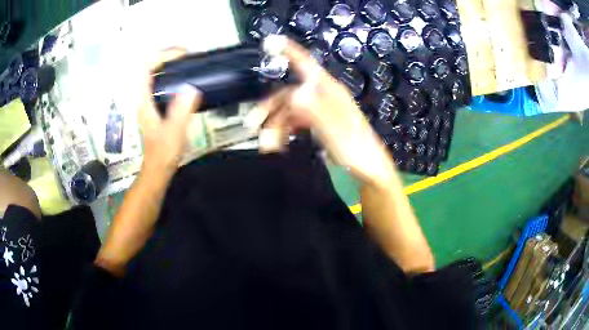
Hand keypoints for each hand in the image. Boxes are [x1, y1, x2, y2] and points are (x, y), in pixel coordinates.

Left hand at [138, 48, 201, 176]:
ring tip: (188, 62)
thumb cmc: (164, 152)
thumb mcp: (174, 132)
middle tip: (188, 56)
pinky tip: (185, 79)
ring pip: (155, 74)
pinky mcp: (156, 106)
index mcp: (144, 100)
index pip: (146, 67)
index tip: (182, 55)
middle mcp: (144, 97)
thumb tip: (191, 88)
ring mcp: (149, 101)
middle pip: (150, 67)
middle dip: (167, 56)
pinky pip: (161, 82)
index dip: (162, 56)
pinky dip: (172, 74)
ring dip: (169, 64)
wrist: (159, 167)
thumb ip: (181, 110)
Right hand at [257, 37, 395, 184]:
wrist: (368, 169)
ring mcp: (320, 110)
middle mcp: (323, 97)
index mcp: (329, 91)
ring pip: (289, 111)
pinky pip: (295, 122)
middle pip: (289, 93)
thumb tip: (296, 90)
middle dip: (269, 108)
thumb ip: (315, 109)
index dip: (288, 51)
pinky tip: (279, 144)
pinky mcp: (318, 124)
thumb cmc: (356, 149)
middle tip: (252, 124)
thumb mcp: (335, 129)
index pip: (306, 65)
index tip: (269, 42)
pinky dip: (284, 132)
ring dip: (275, 125)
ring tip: (267, 145)